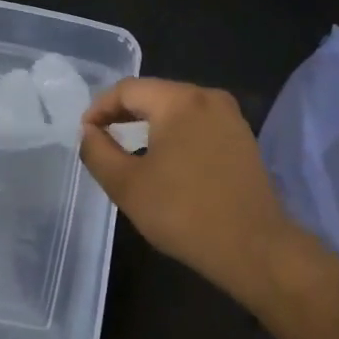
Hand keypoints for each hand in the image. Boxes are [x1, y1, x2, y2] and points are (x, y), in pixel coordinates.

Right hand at [78, 78, 299, 311]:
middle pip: (154, 94)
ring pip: (178, 109)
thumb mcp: (126, 184)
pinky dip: (175, 134)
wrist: (253, 248)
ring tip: (128, 149)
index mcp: (180, 100)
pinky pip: (198, 124)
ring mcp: (231, 118)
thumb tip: (88, 132)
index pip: (127, 89)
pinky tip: (165, 160)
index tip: (85, 133)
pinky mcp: (243, 140)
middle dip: (123, 113)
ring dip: (149, 124)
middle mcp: (208, 98)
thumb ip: (97, 151)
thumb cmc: (183, 212)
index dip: (99, 108)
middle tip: (101, 138)